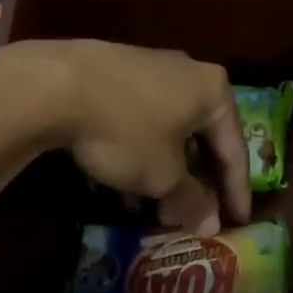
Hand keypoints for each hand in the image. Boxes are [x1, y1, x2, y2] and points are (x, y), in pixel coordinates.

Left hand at [4, 40, 250, 234]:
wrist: (54, 85)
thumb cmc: (126, 130)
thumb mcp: (162, 175)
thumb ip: (192, 200)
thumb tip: (211, 225)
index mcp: (213, 90)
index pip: (234, 148)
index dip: (236, 191)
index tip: (238, 222)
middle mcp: (188, 71)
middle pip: (201, 137)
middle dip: (196, 182)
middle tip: (192, 217)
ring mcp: (150, 67)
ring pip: (169, 129)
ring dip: (166, 172)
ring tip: (155, 209)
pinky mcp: (116, 72)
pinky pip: (141, 120)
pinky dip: (141, 153)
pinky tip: (124, 185)